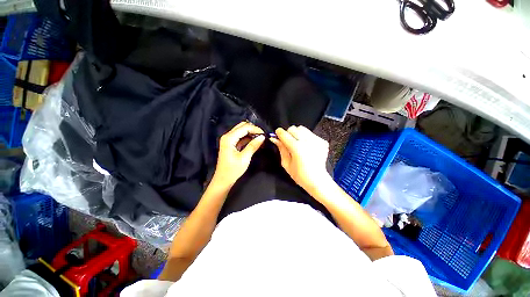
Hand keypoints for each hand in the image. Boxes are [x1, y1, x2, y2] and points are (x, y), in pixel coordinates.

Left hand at [212, 122, 264, 186]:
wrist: (223, 180)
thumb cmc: (233, 170)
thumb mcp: (245, 158)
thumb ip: (253, 145)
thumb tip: (262, 137)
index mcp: (229, 138)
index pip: (244, 127)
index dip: (255, 129)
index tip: (264, 135)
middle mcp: (228, 136)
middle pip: (242, 126)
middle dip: (253, 129)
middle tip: (262, 136)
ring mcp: (229, 140)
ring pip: (242, 131)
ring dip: (251, 133)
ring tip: (260, 139)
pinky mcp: (231, 144)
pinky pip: (241, 137)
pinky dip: (248, 138)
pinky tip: (255, 141)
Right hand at [270, 126, 330, 192]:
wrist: (317, 180)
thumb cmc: (299, 175)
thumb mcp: (286, 164)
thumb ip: (281, 149)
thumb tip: (275, 139)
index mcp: (296, 148)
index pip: (284, 133)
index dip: (279, 133)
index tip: (277, 136)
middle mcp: (307, 141)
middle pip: (293, 128)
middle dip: (288, 134)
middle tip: (288, 142)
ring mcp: (316, 140)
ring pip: (302, 129)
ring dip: (298, 134)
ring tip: (298, 143)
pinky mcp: (323, 142)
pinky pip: (311, 134)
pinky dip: (306, 137)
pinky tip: (307, 147)